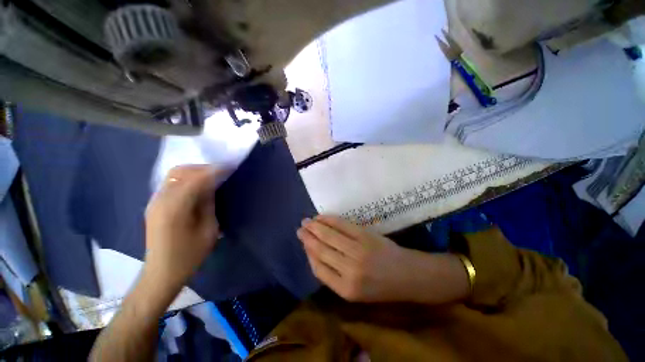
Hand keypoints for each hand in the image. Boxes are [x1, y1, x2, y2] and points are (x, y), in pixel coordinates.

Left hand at [144, 165, 225, 290]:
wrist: (162, 273)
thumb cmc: (189, 256)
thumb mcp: (208, 230)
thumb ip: (209, 204)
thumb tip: (213, 186)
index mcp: (175, 208)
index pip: (196, 179)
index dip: (214, 171)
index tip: (230, 167)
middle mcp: (160, 200)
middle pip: (181, 171)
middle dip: (203, 168)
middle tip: (221, 172)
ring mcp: (154, 201)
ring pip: (174, 175)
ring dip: (194, 172)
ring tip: (212, 177)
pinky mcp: (155, 205)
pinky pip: (172, 183)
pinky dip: (187, 179)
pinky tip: (198, 186)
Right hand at [297, 215, 414, 301]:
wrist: (408, 275)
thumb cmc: (382, 287)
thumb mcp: (356, 292)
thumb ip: (334, 276)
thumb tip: (315, 254)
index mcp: (345, 290)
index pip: (318, 269)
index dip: (309, 253)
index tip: (304, 243)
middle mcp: (350, 271)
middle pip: (321, 250)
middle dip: (308, 238)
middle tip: (299, 229)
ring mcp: (358, 251)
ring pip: (329, 236)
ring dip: (315, 227)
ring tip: (306, 221)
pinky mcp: (366, 236)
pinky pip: (342, 225)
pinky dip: (330, 220)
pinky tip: (322, 217)